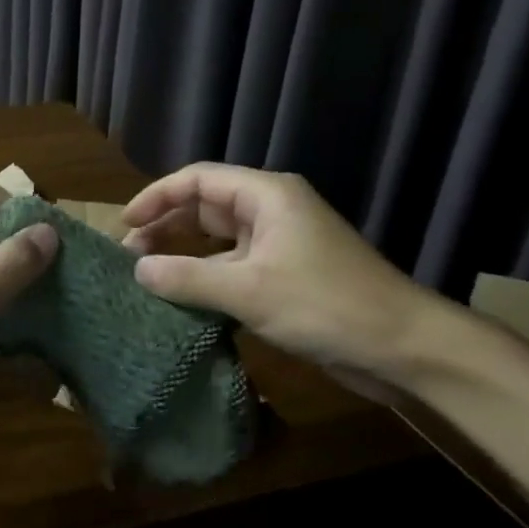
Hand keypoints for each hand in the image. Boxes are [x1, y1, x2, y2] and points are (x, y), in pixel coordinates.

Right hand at [122, 163, 458, 388]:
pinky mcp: (285, 276)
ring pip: (217, 241)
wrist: (404, 347)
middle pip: (205, 207)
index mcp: (267, 196)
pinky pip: (233, 268)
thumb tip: (137, 269)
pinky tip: (183, 300)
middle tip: (129, 255)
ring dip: (184, 255)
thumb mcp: (248, 291)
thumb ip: (186, 278)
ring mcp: (280, 245)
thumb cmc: (326, 305)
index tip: (124, 224)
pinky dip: (205, 278)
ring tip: (147, 277)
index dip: (157, 197)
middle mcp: (272, 212)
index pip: (198, 180)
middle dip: (166, 226)